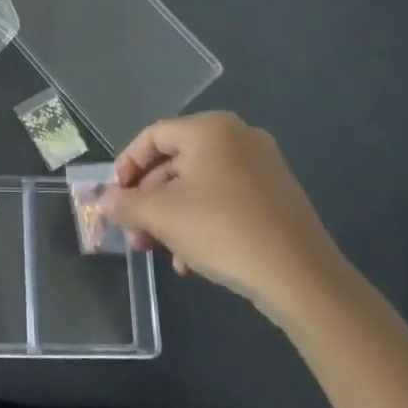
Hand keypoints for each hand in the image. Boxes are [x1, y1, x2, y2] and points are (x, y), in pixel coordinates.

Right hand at [102, 112, 354, 327]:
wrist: (302, 278)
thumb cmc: (223, 230)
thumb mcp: (162, 216)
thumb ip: (126, 204)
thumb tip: (105, 202)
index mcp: (210, 129)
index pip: (153, 137)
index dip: (126, 166)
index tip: (114, 197)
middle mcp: (238, 138)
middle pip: (176, 163)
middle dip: (149, 201)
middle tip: (133, 233)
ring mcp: (262, 167)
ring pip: (199, 187)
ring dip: (172, 218)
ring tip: (158, 253)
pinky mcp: (276, 197)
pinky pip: (225, 201)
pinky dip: (202, 223)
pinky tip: (191, 262)